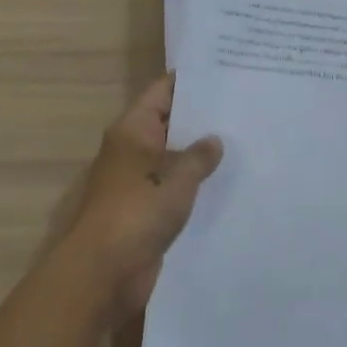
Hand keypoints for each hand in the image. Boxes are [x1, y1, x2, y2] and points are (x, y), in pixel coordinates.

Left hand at [53, 75, 222, 323]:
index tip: (224, 73)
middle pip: (169, 123)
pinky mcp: (145, 211)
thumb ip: (198, 157)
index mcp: (133, 131)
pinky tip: (227, 183)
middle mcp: (133, 150)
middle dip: (201, 118)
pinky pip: (174, 188)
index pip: (162, 92)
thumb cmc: (136, 214)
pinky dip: (195, 185)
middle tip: (244, 107)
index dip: (190, 82)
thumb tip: (214, 140)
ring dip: (200, 155)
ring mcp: (138, 181)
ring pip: (173, 158)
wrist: (103, 274)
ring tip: (244, 142)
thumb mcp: (176, 179)